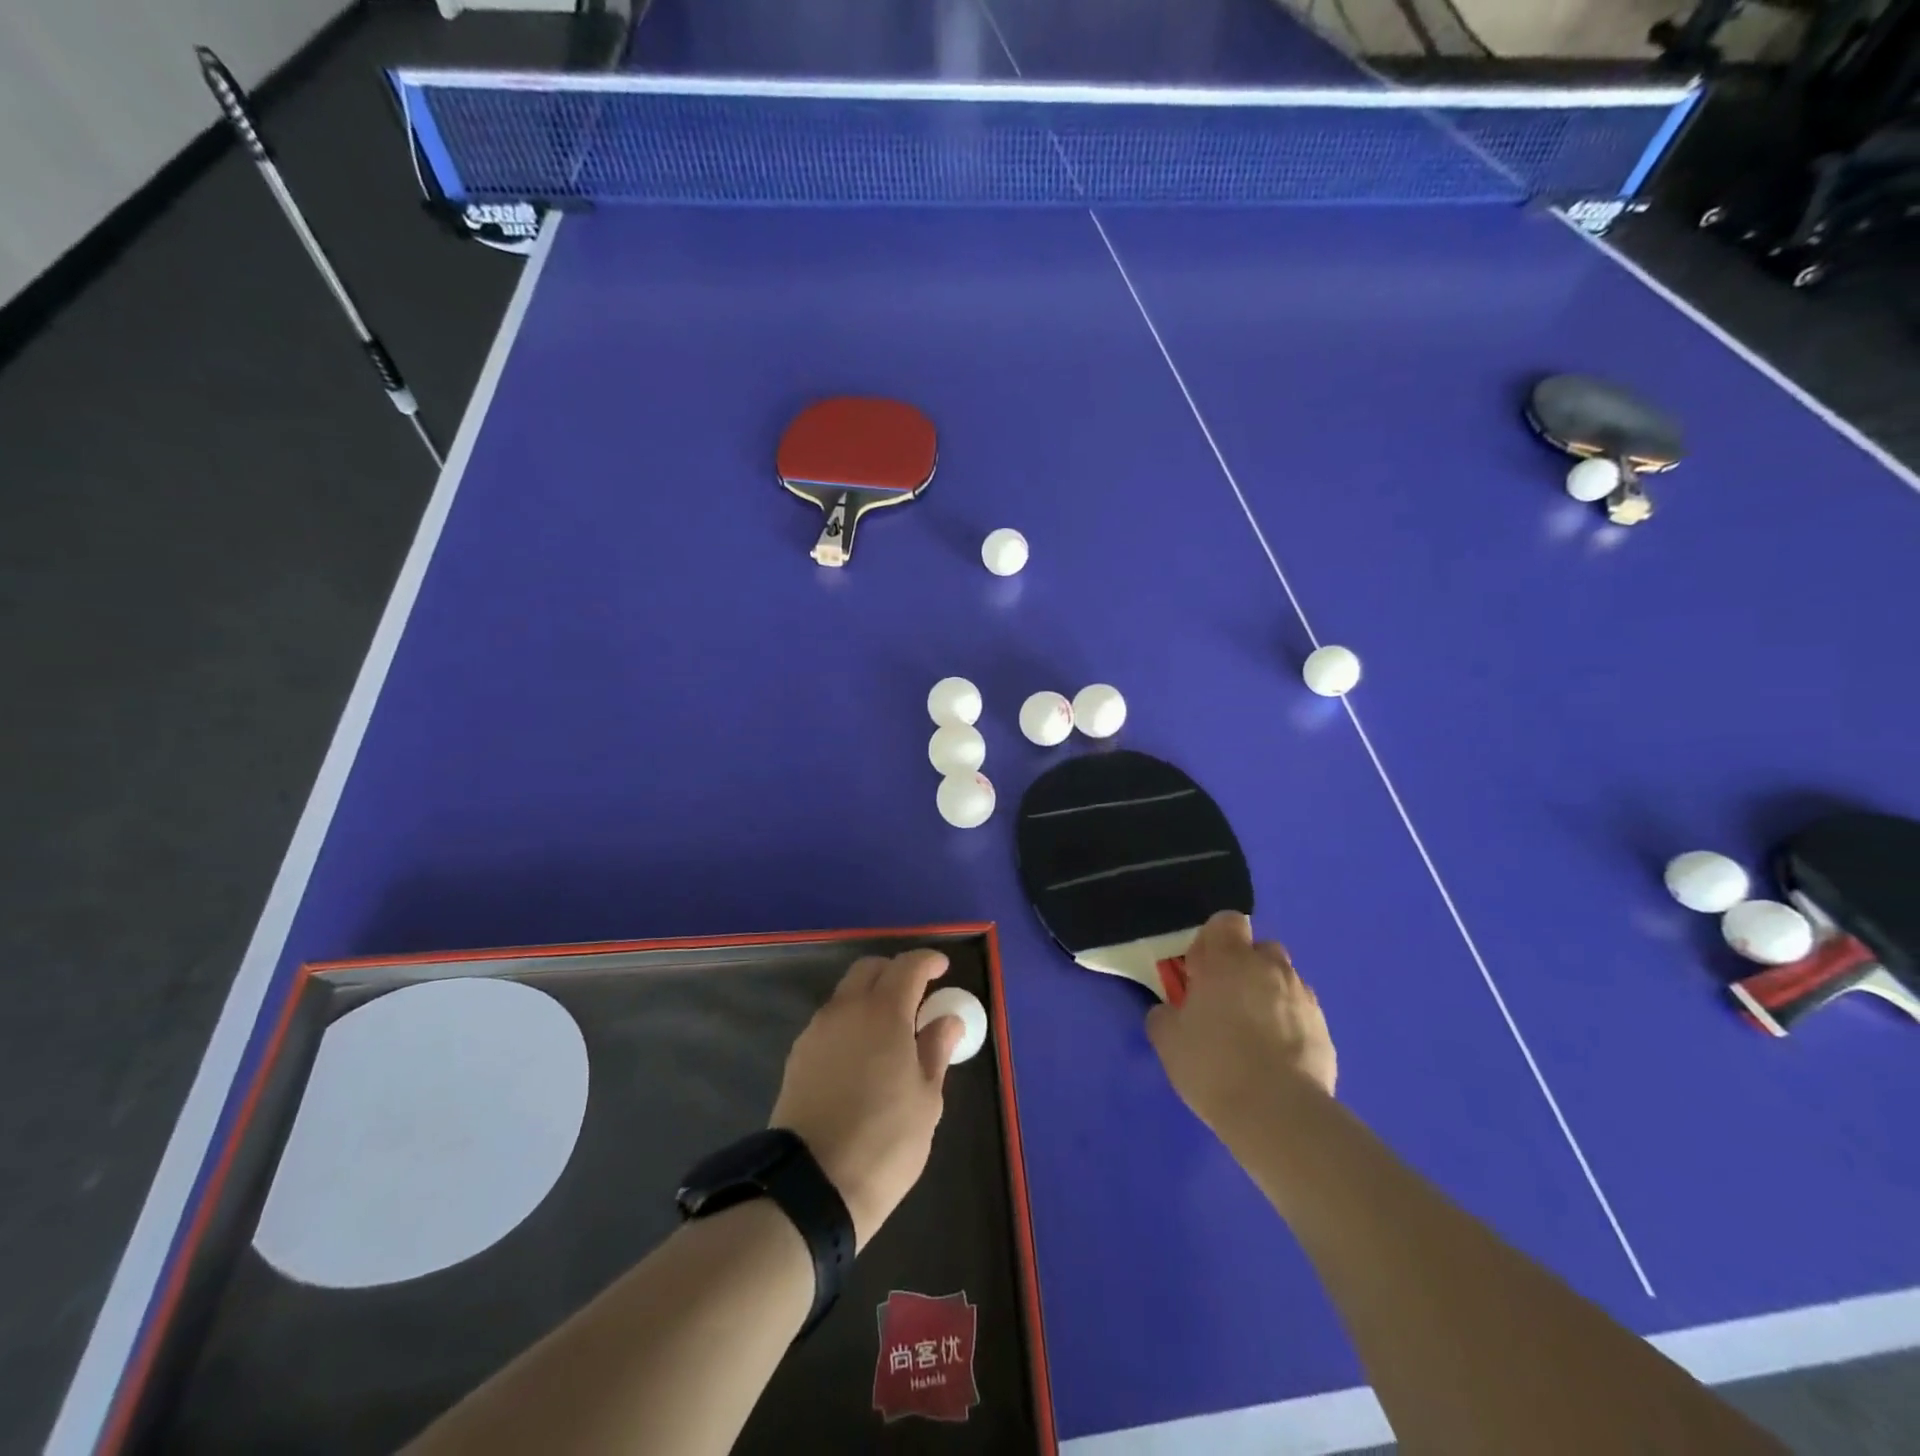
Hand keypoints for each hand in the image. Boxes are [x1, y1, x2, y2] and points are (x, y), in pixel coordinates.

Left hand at [770, 950, 964, 1248]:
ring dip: (870, 997)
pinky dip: (851, 1022)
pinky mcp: (798, 1056)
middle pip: (869, 970)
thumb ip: (936, 1050)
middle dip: (895, 972)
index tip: (943, 968)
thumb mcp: (926, 1100)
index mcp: (884, 1012)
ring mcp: (816, 1031)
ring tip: (891, 1030)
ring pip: (846, 994)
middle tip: (917, 996)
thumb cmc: (885, 1141)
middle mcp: (846, 1009)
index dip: (928, 961)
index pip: (908, 966)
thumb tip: (946, 1020)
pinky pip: (830, 1022)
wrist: (811, 1187)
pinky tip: (862, 1055)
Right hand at [1146, 911, 1336, 1135]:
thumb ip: (1165, 1014)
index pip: (1226, 921)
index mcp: (1228, 960)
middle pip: (1259, 948)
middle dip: (1244, 966)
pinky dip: (1289, 1023)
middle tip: (1226, 1001)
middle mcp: (1269, 967)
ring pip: (1283, 980)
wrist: (1278, 1114)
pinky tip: (1276, 1056)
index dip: (1213, 941)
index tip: (1201, 972)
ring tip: (1254, 1032)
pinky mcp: (1324, 1029)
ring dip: (1268, 994)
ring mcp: (1302, 997)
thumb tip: (1170, 1010)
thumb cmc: (1213, 1064)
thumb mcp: (1167, 1039)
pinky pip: (1301, 1012)